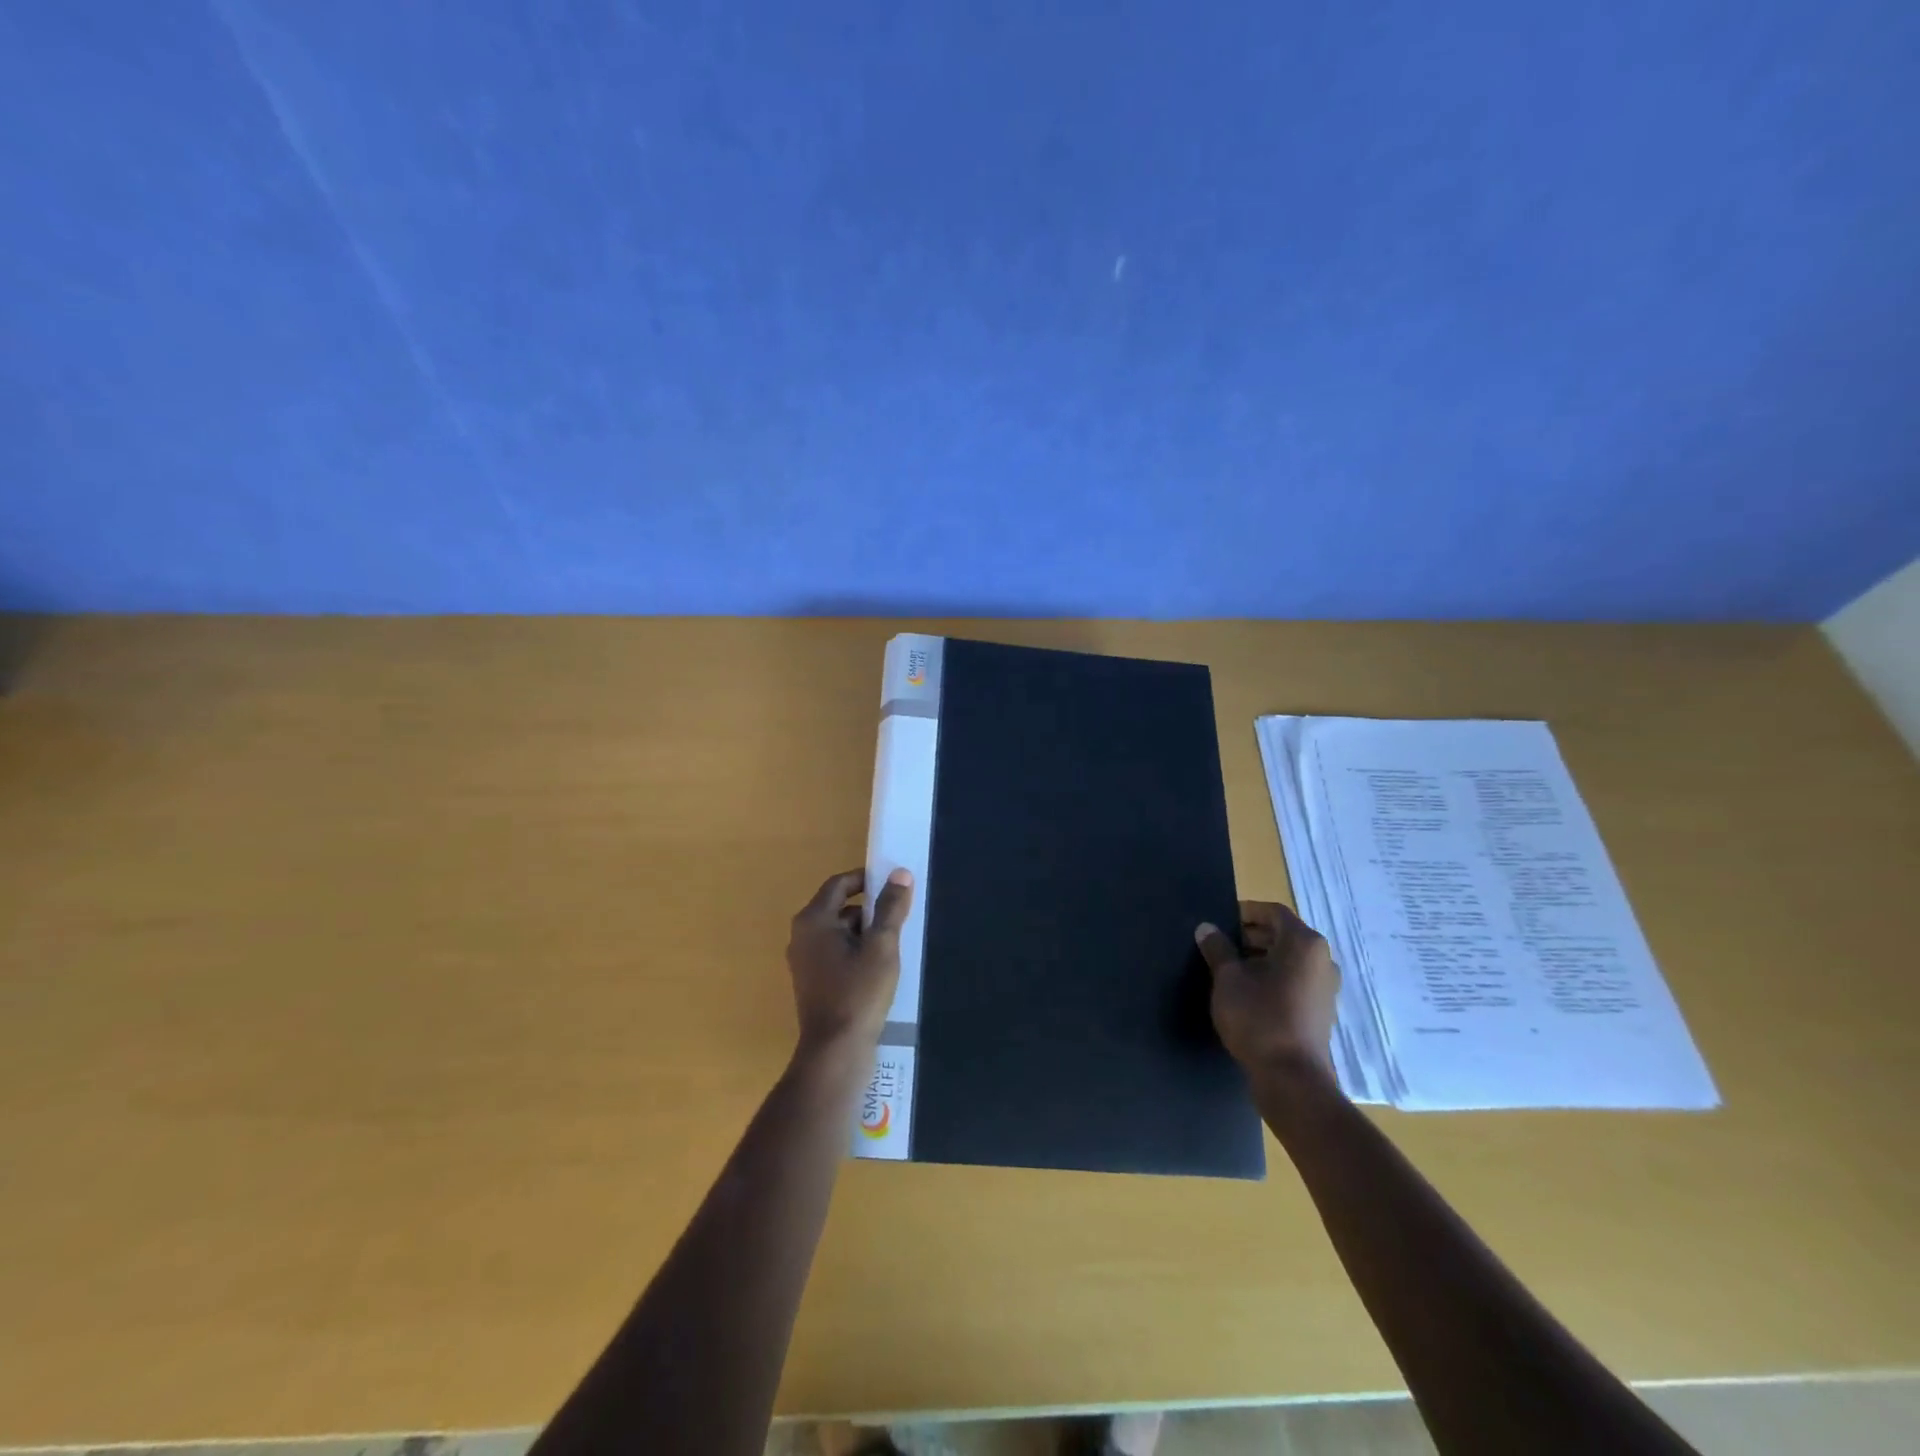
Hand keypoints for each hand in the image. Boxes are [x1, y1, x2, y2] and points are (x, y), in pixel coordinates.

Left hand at [786, 867, 913, 1058]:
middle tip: (899, 916)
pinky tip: (879, 966)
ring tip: (894, 943)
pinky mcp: (812, 981)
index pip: (839, 883)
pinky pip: (835, 952)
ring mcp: (804, 960)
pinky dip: (855, 951)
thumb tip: (900, 874)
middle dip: (869, 909)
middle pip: (838, 907)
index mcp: (813, 920)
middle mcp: (802, 936)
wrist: (835, 1052)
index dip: (866, 879)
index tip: (893, 884)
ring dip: (864, 932)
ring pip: (838, 931)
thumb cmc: (858, 993)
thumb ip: (891, 908)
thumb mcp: (881, 946)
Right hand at [1195, 901, 1339, 1080]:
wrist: (1291, 1078)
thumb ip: (1218, 948)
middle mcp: (1321, 959)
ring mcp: (1325, 986)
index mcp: (1303, 943)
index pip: (1273, 912)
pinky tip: (1247, 993)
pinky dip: (1273, 977)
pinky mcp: (1321, 1010)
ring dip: (1260, 957)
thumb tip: (1206, 928)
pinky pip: (1295, 980)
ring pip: (1289, 959)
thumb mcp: (1228, 979)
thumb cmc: (1259, 1017)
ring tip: (1229, 969)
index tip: (1220, 921)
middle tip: (1220, 945)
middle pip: (1283, 934)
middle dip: (1250, 935)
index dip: (1245, 912)